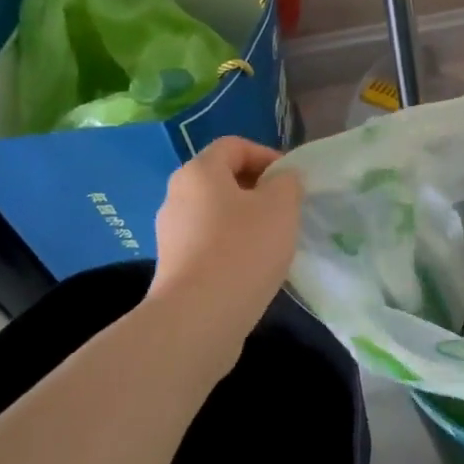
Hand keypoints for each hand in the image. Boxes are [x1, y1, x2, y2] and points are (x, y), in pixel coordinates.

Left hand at [148, 138, 302, 349]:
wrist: (199, 317)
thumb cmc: (244, 248)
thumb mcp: (281, 206)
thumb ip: (287, 182)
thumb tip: (282, 180)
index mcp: (199, 172)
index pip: (234, 145)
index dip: (267, 155)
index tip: (292, 181)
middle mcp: (177, 196)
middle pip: (223, 179)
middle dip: (259, 189)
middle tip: (287, 210)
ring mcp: (171, 233)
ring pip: (217, 213)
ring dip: (247, 220)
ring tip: (274, 241)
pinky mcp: (174, 266)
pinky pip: (209, 242)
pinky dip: (233, 246)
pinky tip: (253, 267)